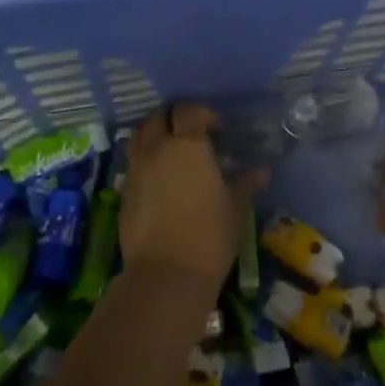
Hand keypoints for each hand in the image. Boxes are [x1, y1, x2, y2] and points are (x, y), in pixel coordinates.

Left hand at [120, 104, 251, 290]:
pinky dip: (145, 161)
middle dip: (174, 119)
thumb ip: (245, 183)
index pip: (190, 111)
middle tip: (191, 135)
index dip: (205, 114)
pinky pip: (133, 163)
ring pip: (139, 136)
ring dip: (155, 135)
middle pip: (158, 116)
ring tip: (172, 152)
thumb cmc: (210, 236)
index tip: (219, 131)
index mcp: (187, 145)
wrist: (166, 275)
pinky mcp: (124, 193)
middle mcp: (157, 149)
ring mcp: (136, 170)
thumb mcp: (236, 208)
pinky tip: (160, 181)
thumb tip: (261, 171)